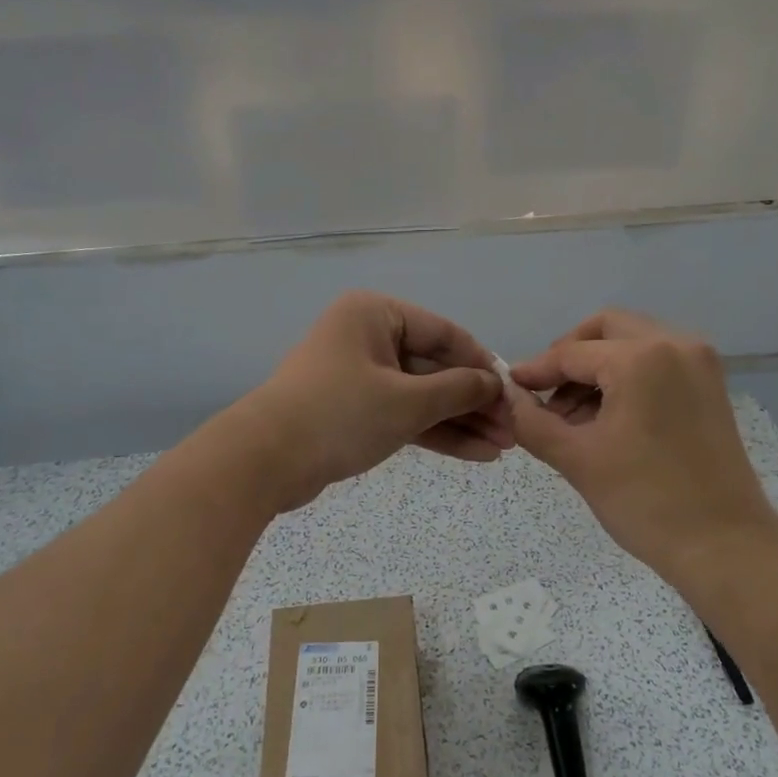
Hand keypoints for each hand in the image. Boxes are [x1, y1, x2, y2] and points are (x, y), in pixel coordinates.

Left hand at [235, 291, 511, 510]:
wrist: (264, 461)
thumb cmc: (340, 414)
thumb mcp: (407, 401)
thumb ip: (458, 390)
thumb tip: (495, 384)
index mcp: (376, 315)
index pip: (444, 333)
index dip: (482, 364)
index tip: (513, 392)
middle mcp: (368, 338)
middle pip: (435, 368)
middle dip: (474, 402)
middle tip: (512, 430)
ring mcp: (360, 376)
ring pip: (421, 396)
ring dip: (461, 421)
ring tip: (502, 448)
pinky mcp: (354, 411)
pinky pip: (403, 415)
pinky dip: (435, 433)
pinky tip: (475, 453)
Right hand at [506, 309, 777, 587]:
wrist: (725, 546)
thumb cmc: (645, 501)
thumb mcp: (577, 459)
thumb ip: (531, 421)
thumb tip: (506, 398)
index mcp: (641, 357)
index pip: (572, 352)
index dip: (536, 370)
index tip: (510, 388)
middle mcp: (675, 344)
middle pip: (606, 329)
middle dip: (570, 357)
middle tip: (546, 394)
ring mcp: (699, 363)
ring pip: (633, 342)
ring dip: (598, 367)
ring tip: (574, 417)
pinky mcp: (710, 385)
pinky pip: (657, 361)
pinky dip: (627, 377)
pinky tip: (608, 417)